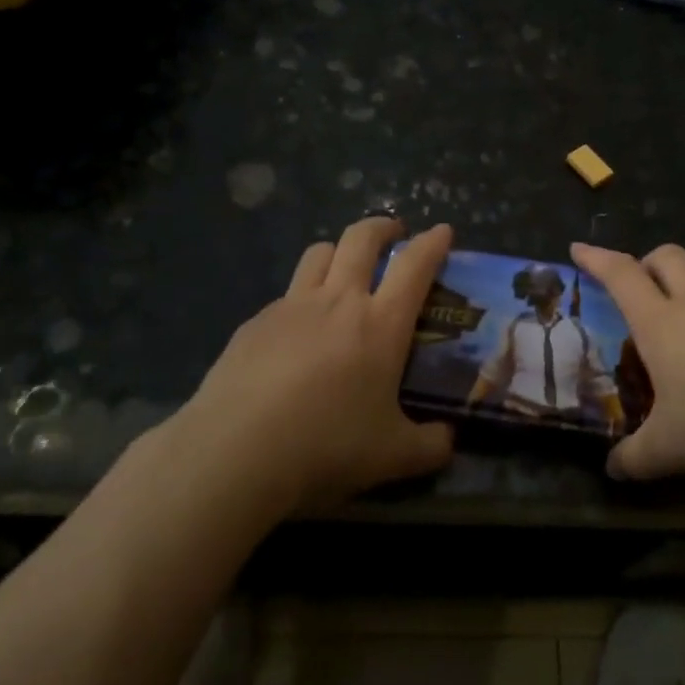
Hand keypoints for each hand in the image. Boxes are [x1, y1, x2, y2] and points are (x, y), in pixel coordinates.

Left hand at [178, 218, 455, 515]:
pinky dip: (301, 298)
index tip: (442, 231)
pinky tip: (297, 332)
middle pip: (361, 238)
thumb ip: (430, 447)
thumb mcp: (392, 456)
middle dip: (383, 227)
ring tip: (344, 269)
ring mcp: (291, 306)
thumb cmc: (326, 446)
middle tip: (394, 234)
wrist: (235, 452)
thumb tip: (449, 441)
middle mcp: (338, 301)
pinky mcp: (255, 323)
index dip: (433, 243)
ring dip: (339, 250)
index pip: (415, 265)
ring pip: (319, 253)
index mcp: (380, 324)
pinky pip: (286, 294)